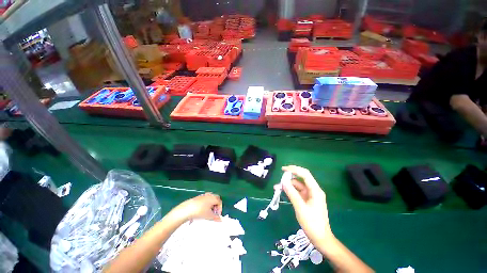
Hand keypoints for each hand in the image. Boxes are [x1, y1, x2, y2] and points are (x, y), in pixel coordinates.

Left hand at [174, 192, 222, 221]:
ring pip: (210, 198)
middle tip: (214, 212)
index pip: (220, 201)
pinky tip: (202, 210)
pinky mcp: (198, 197)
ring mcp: (203, 195)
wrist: (187, 209)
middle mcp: (209, 195)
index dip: (220, 208)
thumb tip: (220, 219)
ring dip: (211, 204)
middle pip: (216, 199)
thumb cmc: (200, 211)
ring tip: (208, 212)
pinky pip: (205, 199)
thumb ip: (215, 217)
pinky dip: (206, 204)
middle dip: (216, 205)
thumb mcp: (209, 216)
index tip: (217, 214)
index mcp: (213, 198)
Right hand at [281, 166, 332, 244]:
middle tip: (279, 180)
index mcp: (315, 190)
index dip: (294, 169)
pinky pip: (297, 191)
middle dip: (289, 178)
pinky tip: (283, 191)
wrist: (320, 238)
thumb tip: (283, 181)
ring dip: (288, 185)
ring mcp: (310, 195)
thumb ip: (291, 193)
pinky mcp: (306, 200)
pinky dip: (290, 190)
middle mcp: (313, 190)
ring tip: (277, 187)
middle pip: (301, 178)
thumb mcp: (300, 207)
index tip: (283, 169)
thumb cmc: (312, 223)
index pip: (305, 174)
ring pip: (297, 185)